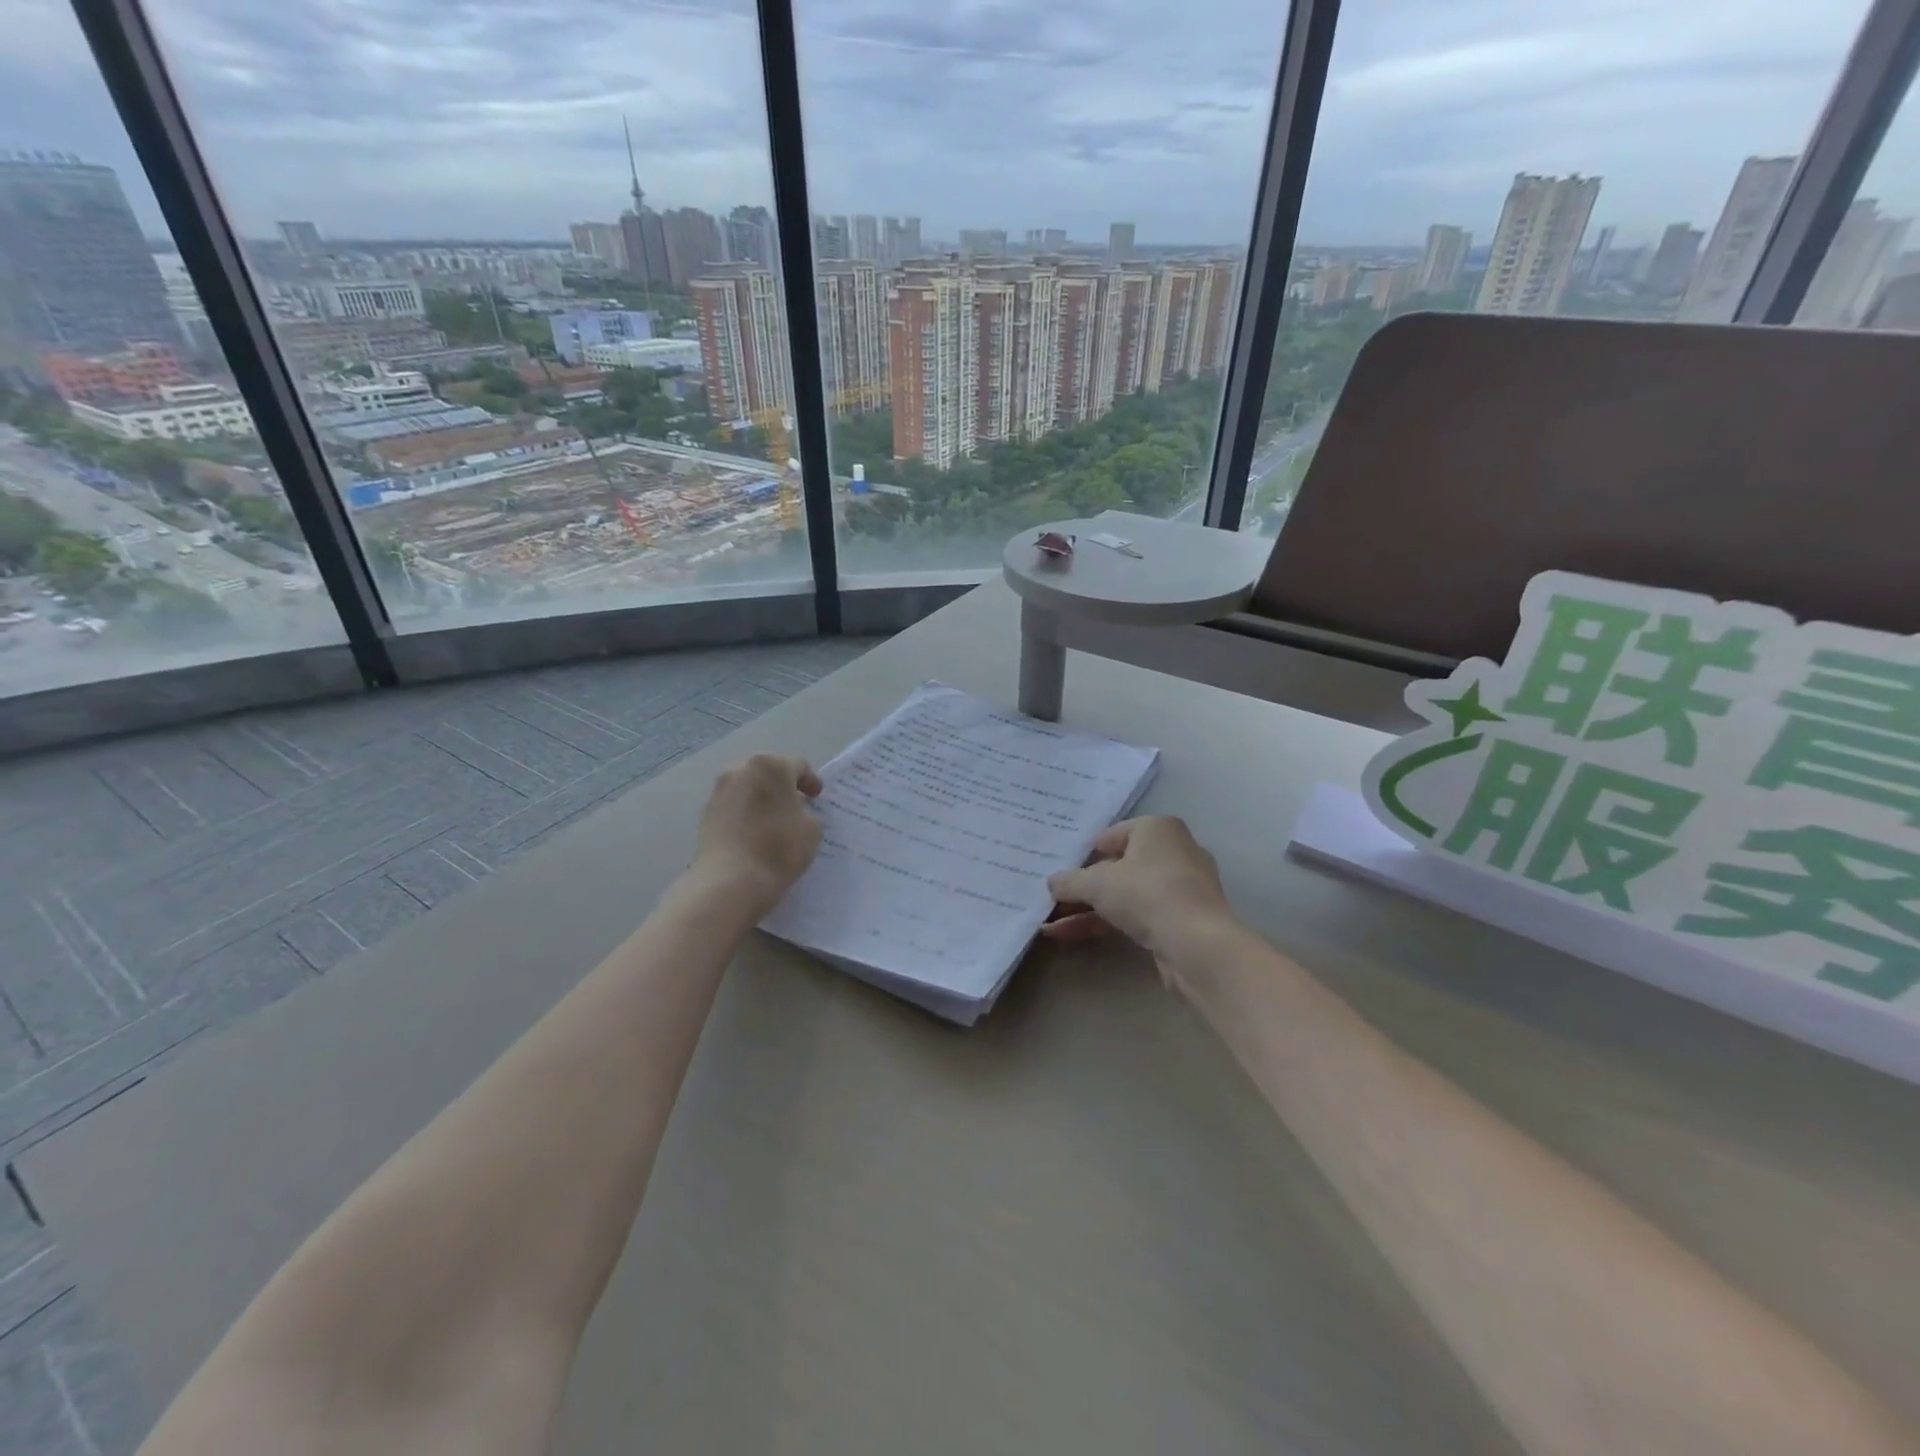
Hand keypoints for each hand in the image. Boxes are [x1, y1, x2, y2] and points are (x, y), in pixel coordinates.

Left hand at [692, 754, 823, 914]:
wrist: (731, 880)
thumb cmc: (779, 847)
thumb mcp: (813, 829)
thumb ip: (808, 813)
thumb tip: (796, 814)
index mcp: (769, 766)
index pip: (797, 765)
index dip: (811, 781)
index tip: (816, 797)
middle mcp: (739, 770)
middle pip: (767, 771)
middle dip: (782, 785)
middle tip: (796, 803)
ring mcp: (718, 791)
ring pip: (747, 788)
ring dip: (761, 798)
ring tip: (773, 819)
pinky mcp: (706, 814)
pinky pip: (733, 806)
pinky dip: (745, 813)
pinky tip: (754, 832)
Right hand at [1043, 816, 1237, 980]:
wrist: (1198, 945)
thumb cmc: (1146, 894)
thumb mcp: (1097, 884)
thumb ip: (1070, 881)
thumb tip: (1052, 882)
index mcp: (1157, 829)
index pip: (1112, 835)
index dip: (1084, 854)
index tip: (1061, 872)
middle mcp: (1173, 852)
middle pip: (1118, 867)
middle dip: (1084, 886)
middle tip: (1053, 899)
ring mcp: (1180, 888)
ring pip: (1126, 895)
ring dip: (1089, 910)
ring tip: (1051, 925)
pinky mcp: (1181, 921)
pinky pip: (1137, 916)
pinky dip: (1107, 924)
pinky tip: (1072, 936)